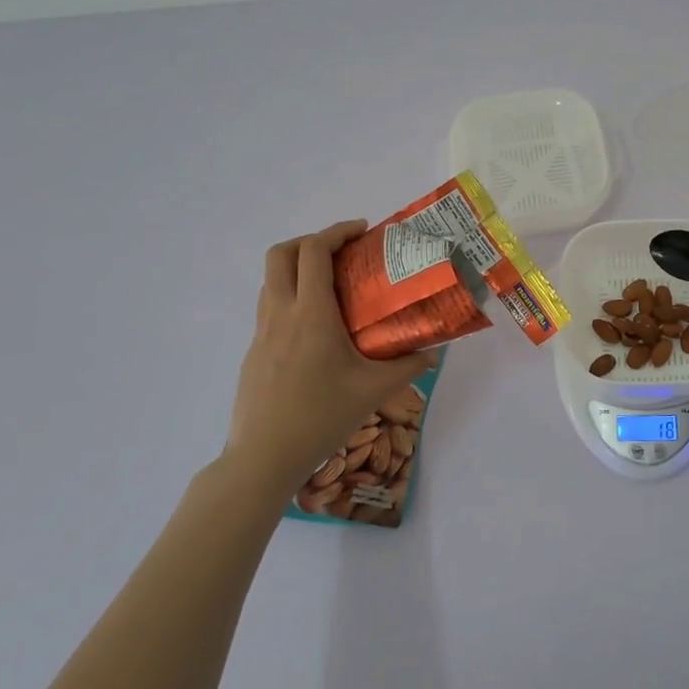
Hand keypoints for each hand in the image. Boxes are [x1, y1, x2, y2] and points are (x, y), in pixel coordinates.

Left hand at [222, 220, 432, 493]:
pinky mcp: (254, 351)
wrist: (264, 457)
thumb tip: (434, 352)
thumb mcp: (373, 391)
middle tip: (342, 252)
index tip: (362, 231)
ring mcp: (262, 333)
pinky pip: (270, 306)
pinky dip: (292, 296)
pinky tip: (317, 328)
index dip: (336, 232)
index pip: (314, 252)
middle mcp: (281, 314)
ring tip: (332, 284)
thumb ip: (407, 367)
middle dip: (311, 241)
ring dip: (298, 267)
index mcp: (311, 315)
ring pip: (271, 280)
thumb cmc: (321, 417)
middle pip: (281, 254)